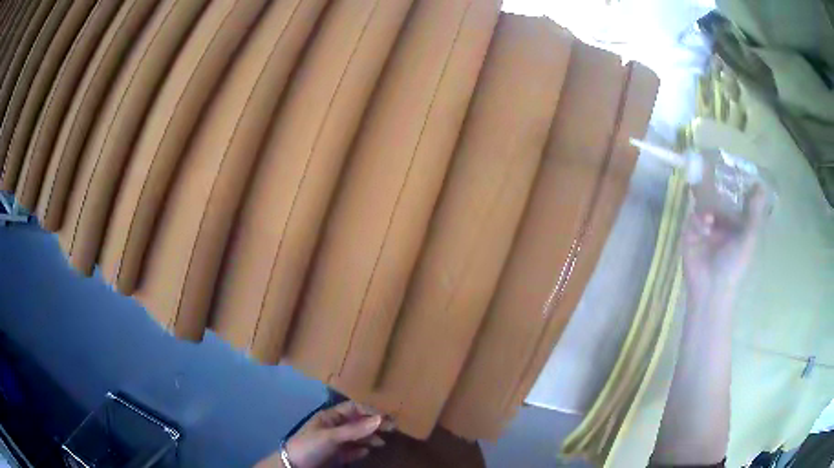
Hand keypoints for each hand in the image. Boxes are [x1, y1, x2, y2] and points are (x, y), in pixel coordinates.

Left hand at [284, 401, 392, 467]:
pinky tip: (366, 452)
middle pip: (357, 422)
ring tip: (381, 443)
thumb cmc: (310, 446)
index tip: (387, 418)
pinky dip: (360, 450)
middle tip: (392, 429)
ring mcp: (334, 441)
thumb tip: (381, 419)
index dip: (370, 411)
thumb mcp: (331, 437)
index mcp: (330, 417)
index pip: (353, 408)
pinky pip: (352, 450)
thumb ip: (355, 429)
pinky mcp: (335, 455)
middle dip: (373, 425)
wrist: (293, 466)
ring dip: (369, 438)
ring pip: (356, 436)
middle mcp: (333, 427)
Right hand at [682, 186, 767, 305]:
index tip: (734, 173)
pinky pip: (692, 217)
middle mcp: (722, 226)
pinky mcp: (690, 234)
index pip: (736, 201)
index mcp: (737, 227)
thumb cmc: (735, 266)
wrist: (711, 289)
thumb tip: (761, 185)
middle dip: (717, 192)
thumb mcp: (749, 239)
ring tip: (711, 217)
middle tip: (717, 181)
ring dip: (708, 206)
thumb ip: (754, 213)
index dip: (735, 188)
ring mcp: (705, 229)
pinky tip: (704, 227)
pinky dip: (698, 219)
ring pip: (704, 205)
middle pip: (719, 199)